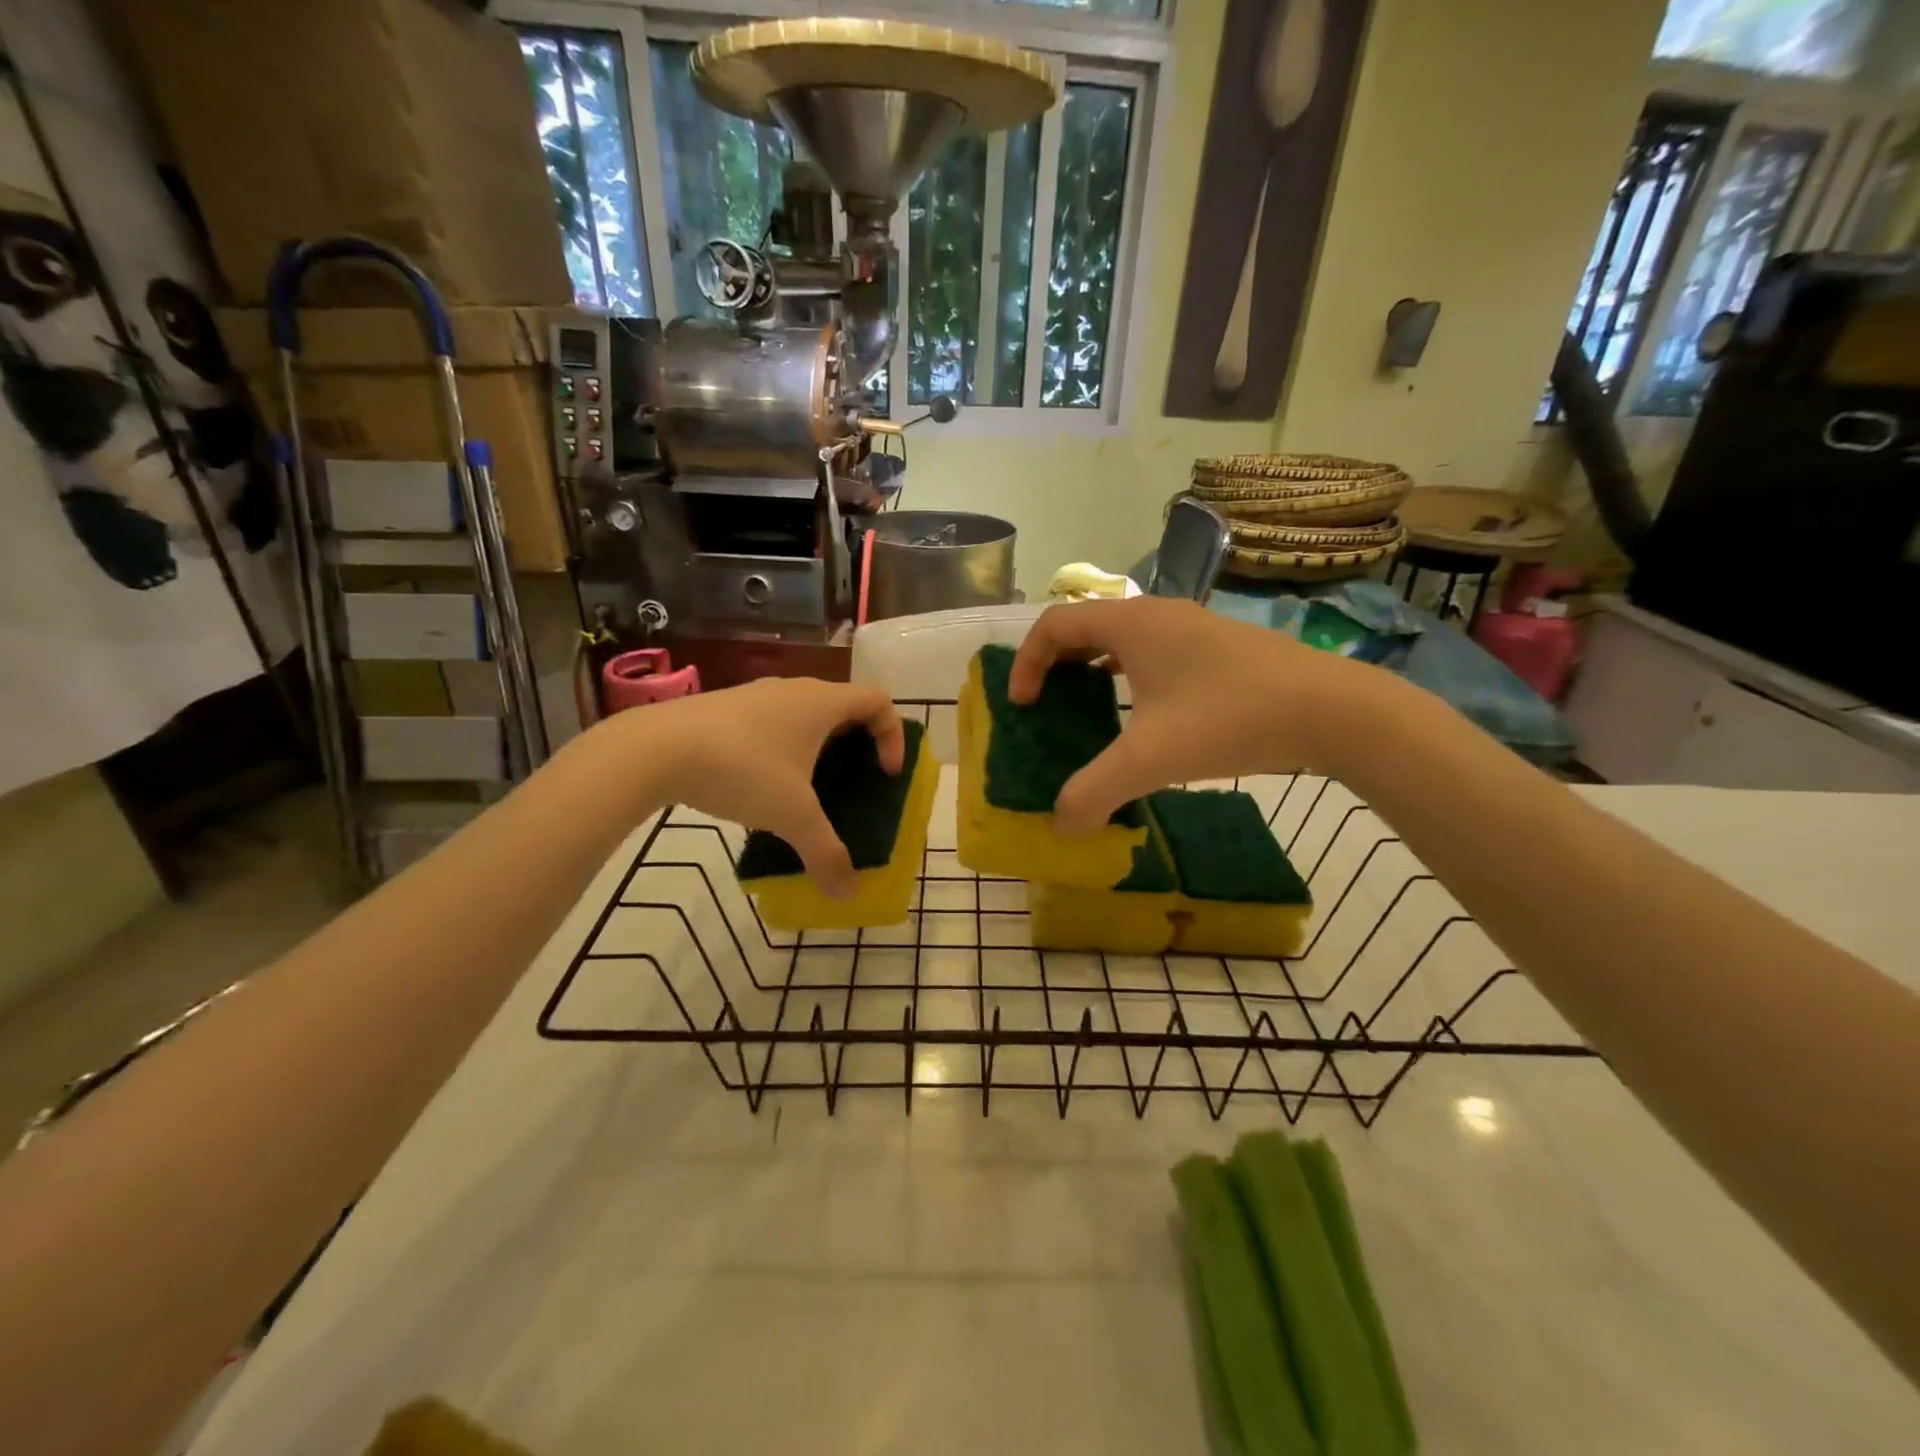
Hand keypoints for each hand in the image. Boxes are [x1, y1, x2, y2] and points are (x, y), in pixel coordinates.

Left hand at [614, 678, 903, 897]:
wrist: (654, 748)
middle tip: (854, 784)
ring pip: (805, 714)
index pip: (879, 701)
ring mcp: (757, 695)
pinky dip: (784, 748)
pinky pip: (773, 722)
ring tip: (808, 789)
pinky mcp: (727, 707)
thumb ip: (825, 854)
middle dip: (858, 745)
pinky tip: (761, 786)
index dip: (893, 736)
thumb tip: (848, 895)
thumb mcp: (791, 816)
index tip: (885, 775)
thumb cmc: (741, 769)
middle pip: (844, 707)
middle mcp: (794, 689)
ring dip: (818, 747)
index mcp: (822, 703)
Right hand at [1009, 598, 1380, 833]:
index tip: (1024, 706)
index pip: (1053, 624)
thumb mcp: (1150, 760)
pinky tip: (1143, 714)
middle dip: (1055, 664)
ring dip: (1092, 668)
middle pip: (1084, 626)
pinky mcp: (1219, 647)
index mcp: (1131, 623)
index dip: (1026, 663)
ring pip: (1122, 638)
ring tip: (1086, 708)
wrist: (1333, 710)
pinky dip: (1129, 675)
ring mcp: (1193, 628)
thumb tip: (1061, 826)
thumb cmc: (1230, 719)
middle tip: (1046, 705)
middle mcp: (1158, 614)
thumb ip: (1094, 792)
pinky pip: (1153, 651)